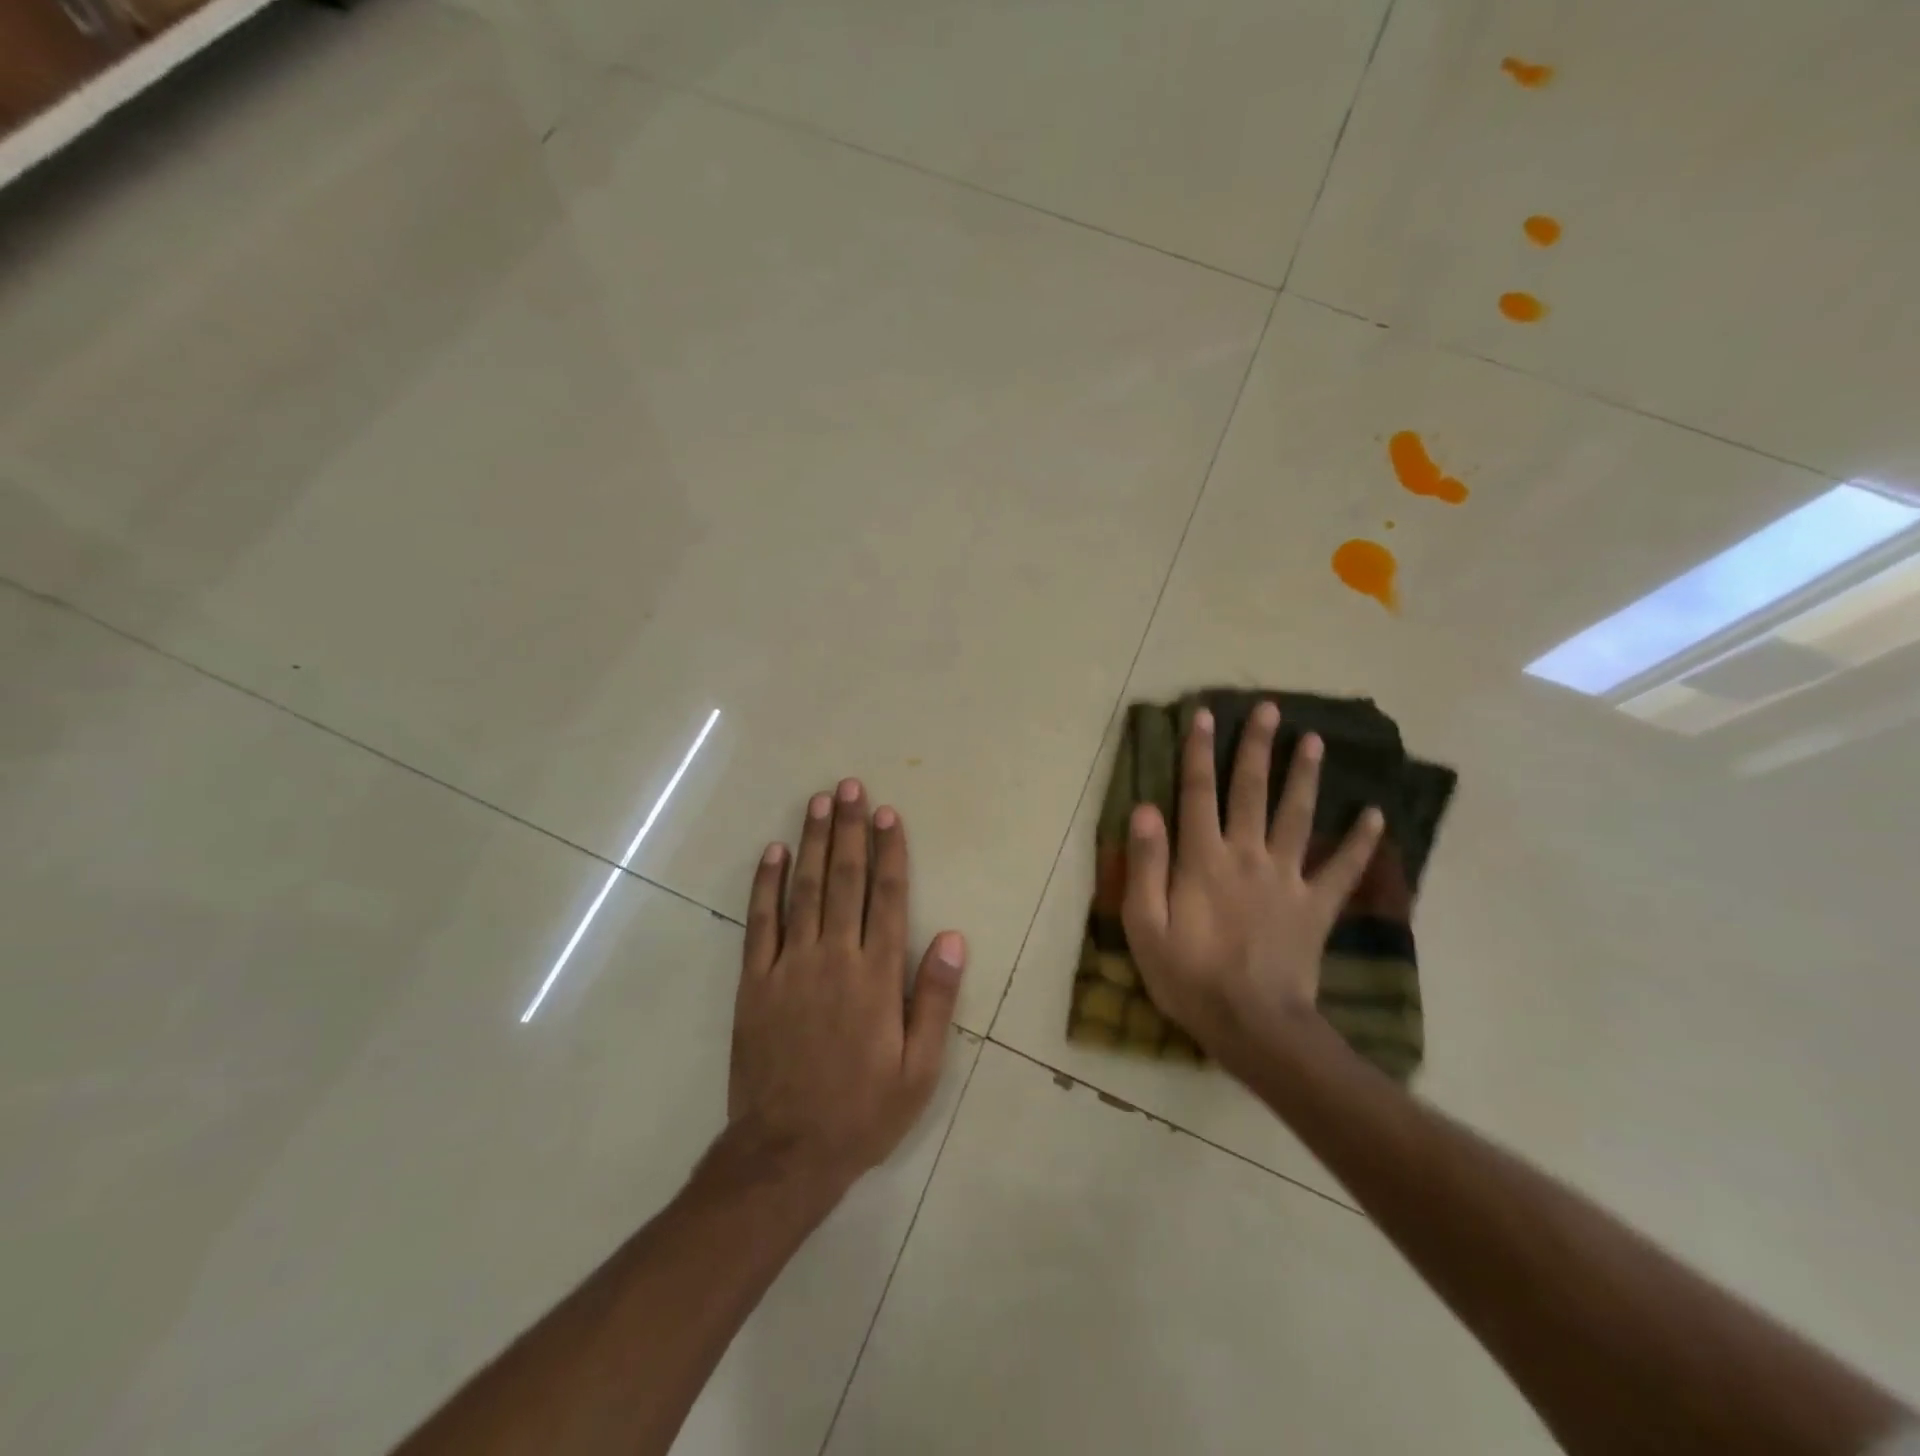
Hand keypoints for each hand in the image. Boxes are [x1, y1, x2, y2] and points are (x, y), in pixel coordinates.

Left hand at [726, 778, 966, 1196]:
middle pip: (844, 879)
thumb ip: (934, 999)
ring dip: (812, 841)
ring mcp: (789, 966)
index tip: (887, 814)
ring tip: (818, 802)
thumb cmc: (863, 1110)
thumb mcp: (920, 1068)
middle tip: (851, 787)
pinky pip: (760, 922)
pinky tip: (771, 852)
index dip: (889, 851)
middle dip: (849, 829)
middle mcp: (834, 957)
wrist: (786, 1152)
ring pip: (803, 889)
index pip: (887, 897)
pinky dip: (765, 884)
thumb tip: (951, 938)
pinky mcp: (755, 981)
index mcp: (876, 975)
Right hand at [1121, 702, 1382, 1068]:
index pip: (1198, 794)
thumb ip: (1146, 866)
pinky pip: (1343, 869)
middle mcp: (1247, 856)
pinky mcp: (1316, 906)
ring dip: (1305, 776)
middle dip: (1257, 747)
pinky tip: (1377, 815)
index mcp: (1203, 859)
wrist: (1253, 1025)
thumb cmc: (1189, 977)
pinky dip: (1362, 843)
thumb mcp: (1145, 926)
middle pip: (1251, 791)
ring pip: (1297, 816)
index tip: (1204, 714)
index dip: (1199, 752)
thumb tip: (1145, 809)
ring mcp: (1287, 878)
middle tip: (1268, 708)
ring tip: (1315, 740)